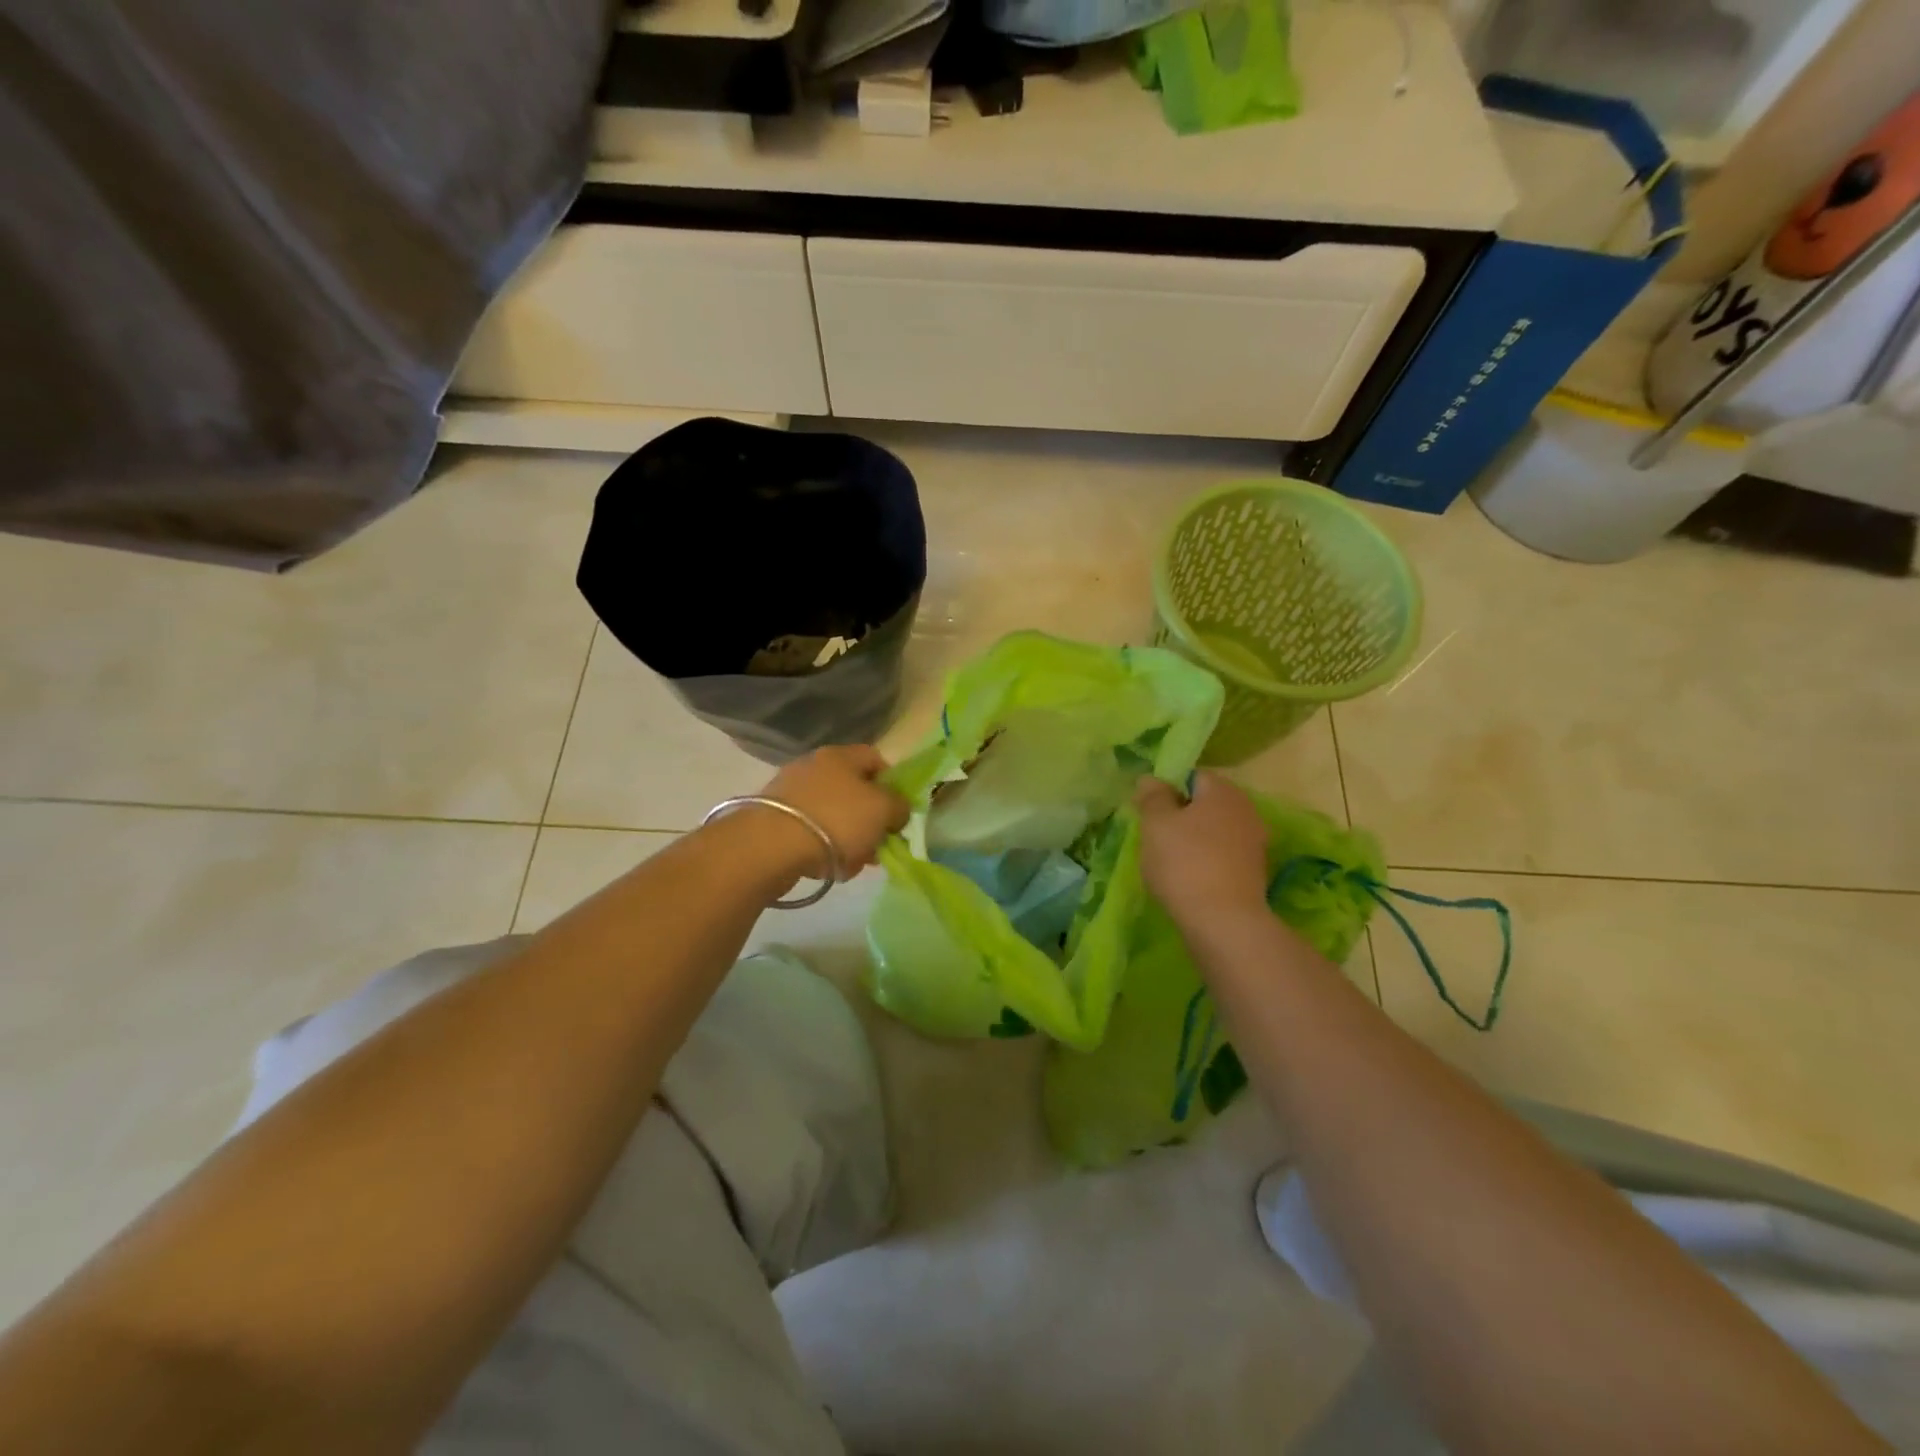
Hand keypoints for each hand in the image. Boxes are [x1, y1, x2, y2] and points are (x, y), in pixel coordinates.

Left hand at [760, 744, 909, 879]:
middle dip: (870, 820)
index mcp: (840, 756)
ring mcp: (790, 794)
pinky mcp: (774, 821)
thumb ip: (899, 806)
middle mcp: (813, 767)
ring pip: (833, 816)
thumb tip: (896, 809)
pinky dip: (823, 850)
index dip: (892, 784)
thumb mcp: (883, 810)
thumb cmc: (837, 819)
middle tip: (879, 845)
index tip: (898, 812)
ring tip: (854, 865)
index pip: (875, 759)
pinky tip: (828, 869)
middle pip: (854, 791)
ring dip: (849, 840)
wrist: (770, 847)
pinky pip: (810, 833)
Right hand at [1135, 771, 1269, 926]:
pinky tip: (1188, 878)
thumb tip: (1151, 779)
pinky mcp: (1254, 873)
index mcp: (1223, 791)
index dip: (1167, 788)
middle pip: (1205, 803)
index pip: (1192, 775)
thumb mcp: (1156, 824)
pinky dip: (1206, 861)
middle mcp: (1246, 810)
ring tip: (1168, 860)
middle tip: (1155, 836)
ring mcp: (1254, 843)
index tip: (1148, 811)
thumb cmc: (1185, 863)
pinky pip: (1223, 855)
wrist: (1223, 922)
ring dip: (1193, 840)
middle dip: (1180, 815)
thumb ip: (1152, 797)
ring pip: (1214, 830)